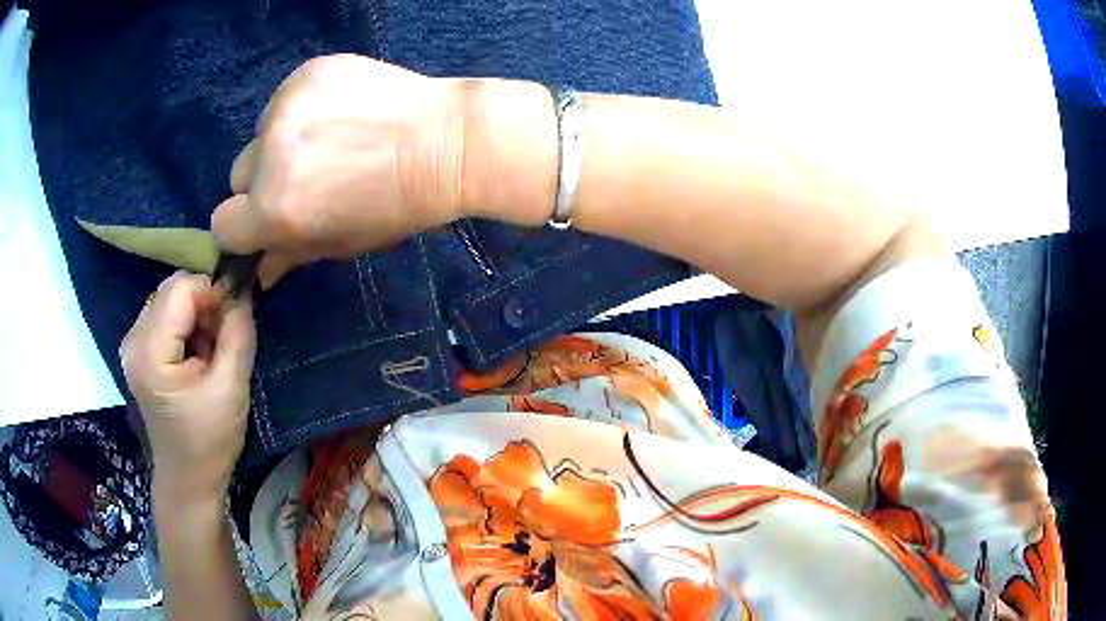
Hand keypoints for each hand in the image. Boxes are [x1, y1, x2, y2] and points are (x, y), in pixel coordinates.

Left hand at [121, 272, 256, 501]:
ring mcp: (132, 345)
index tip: (233, 321)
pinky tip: (195, 357)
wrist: (188, 478)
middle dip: (203, 305)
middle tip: (223, 339)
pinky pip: (165, 317)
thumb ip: (237, 333)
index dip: (212, 293)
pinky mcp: (138, 353)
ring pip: (169, 301)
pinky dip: (186, 327)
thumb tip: (243, 291)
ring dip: (196, 317)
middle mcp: (133, 339)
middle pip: (172, 290)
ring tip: (209, 352)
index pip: (181, 288)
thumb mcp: (231, 388)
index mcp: (150, 352)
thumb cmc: (209, 440)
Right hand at [211, 54, 466, 286]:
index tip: (268, 218)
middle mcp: (269, 156)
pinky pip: (285, 99)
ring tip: (331, 140)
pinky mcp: (307, 73)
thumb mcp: (341, 242)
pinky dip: (302, 109)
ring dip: (282, 142)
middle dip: (263, 183)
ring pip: (261, 134)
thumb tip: (260, 270)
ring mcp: (286, 106)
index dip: (245, 226)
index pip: (223, 223)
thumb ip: (290, 253)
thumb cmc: (398, 205)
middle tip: (307, 178)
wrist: (447, 140)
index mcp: (273, 208)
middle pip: (239, 175)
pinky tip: (340, 112)